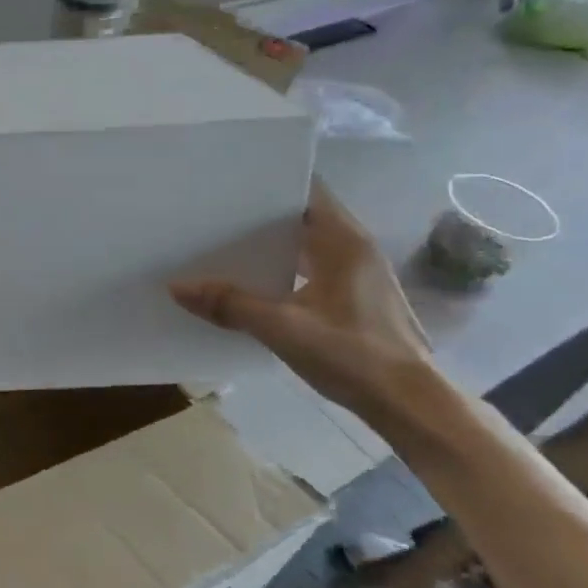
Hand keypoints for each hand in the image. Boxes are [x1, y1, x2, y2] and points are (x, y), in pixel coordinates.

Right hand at [169, 180, 432, 416]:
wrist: (410, 404)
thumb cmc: (352, 354)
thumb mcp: (283, 328)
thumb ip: (230, 305)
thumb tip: (177, 287)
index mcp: (343, 241)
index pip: (307, 190)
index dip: (269, 182)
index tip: (228, 183)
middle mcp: (355, 248)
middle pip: (304, 216)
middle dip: (261, 214)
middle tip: (214, 215)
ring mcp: (359, 274)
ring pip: (308, 244)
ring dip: (273, 244)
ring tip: (226, 247)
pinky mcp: (357, 298)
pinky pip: (313, 268)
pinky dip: (285, 268)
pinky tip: (256, 285)